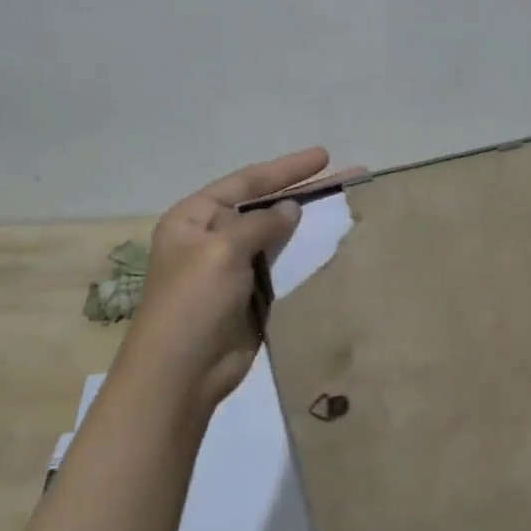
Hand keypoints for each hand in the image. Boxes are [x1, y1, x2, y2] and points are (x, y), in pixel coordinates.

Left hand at [114, 148, 333, 420]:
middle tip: (349, 178)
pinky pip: (284, 267)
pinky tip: (335, 249)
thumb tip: (291, 209)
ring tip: (349, 209)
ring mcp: (234, 268)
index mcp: (195, 218)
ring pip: (279, 237)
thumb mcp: (222, 251)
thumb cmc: (193, 303)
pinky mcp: (253, 296)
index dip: (286, 169)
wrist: (182, 374)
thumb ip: (260, 225)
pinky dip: (307, 257)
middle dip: (305, 192)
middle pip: (266, 206)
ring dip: (310, 225)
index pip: (246, 182)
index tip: (324, 156)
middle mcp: (214, 237)